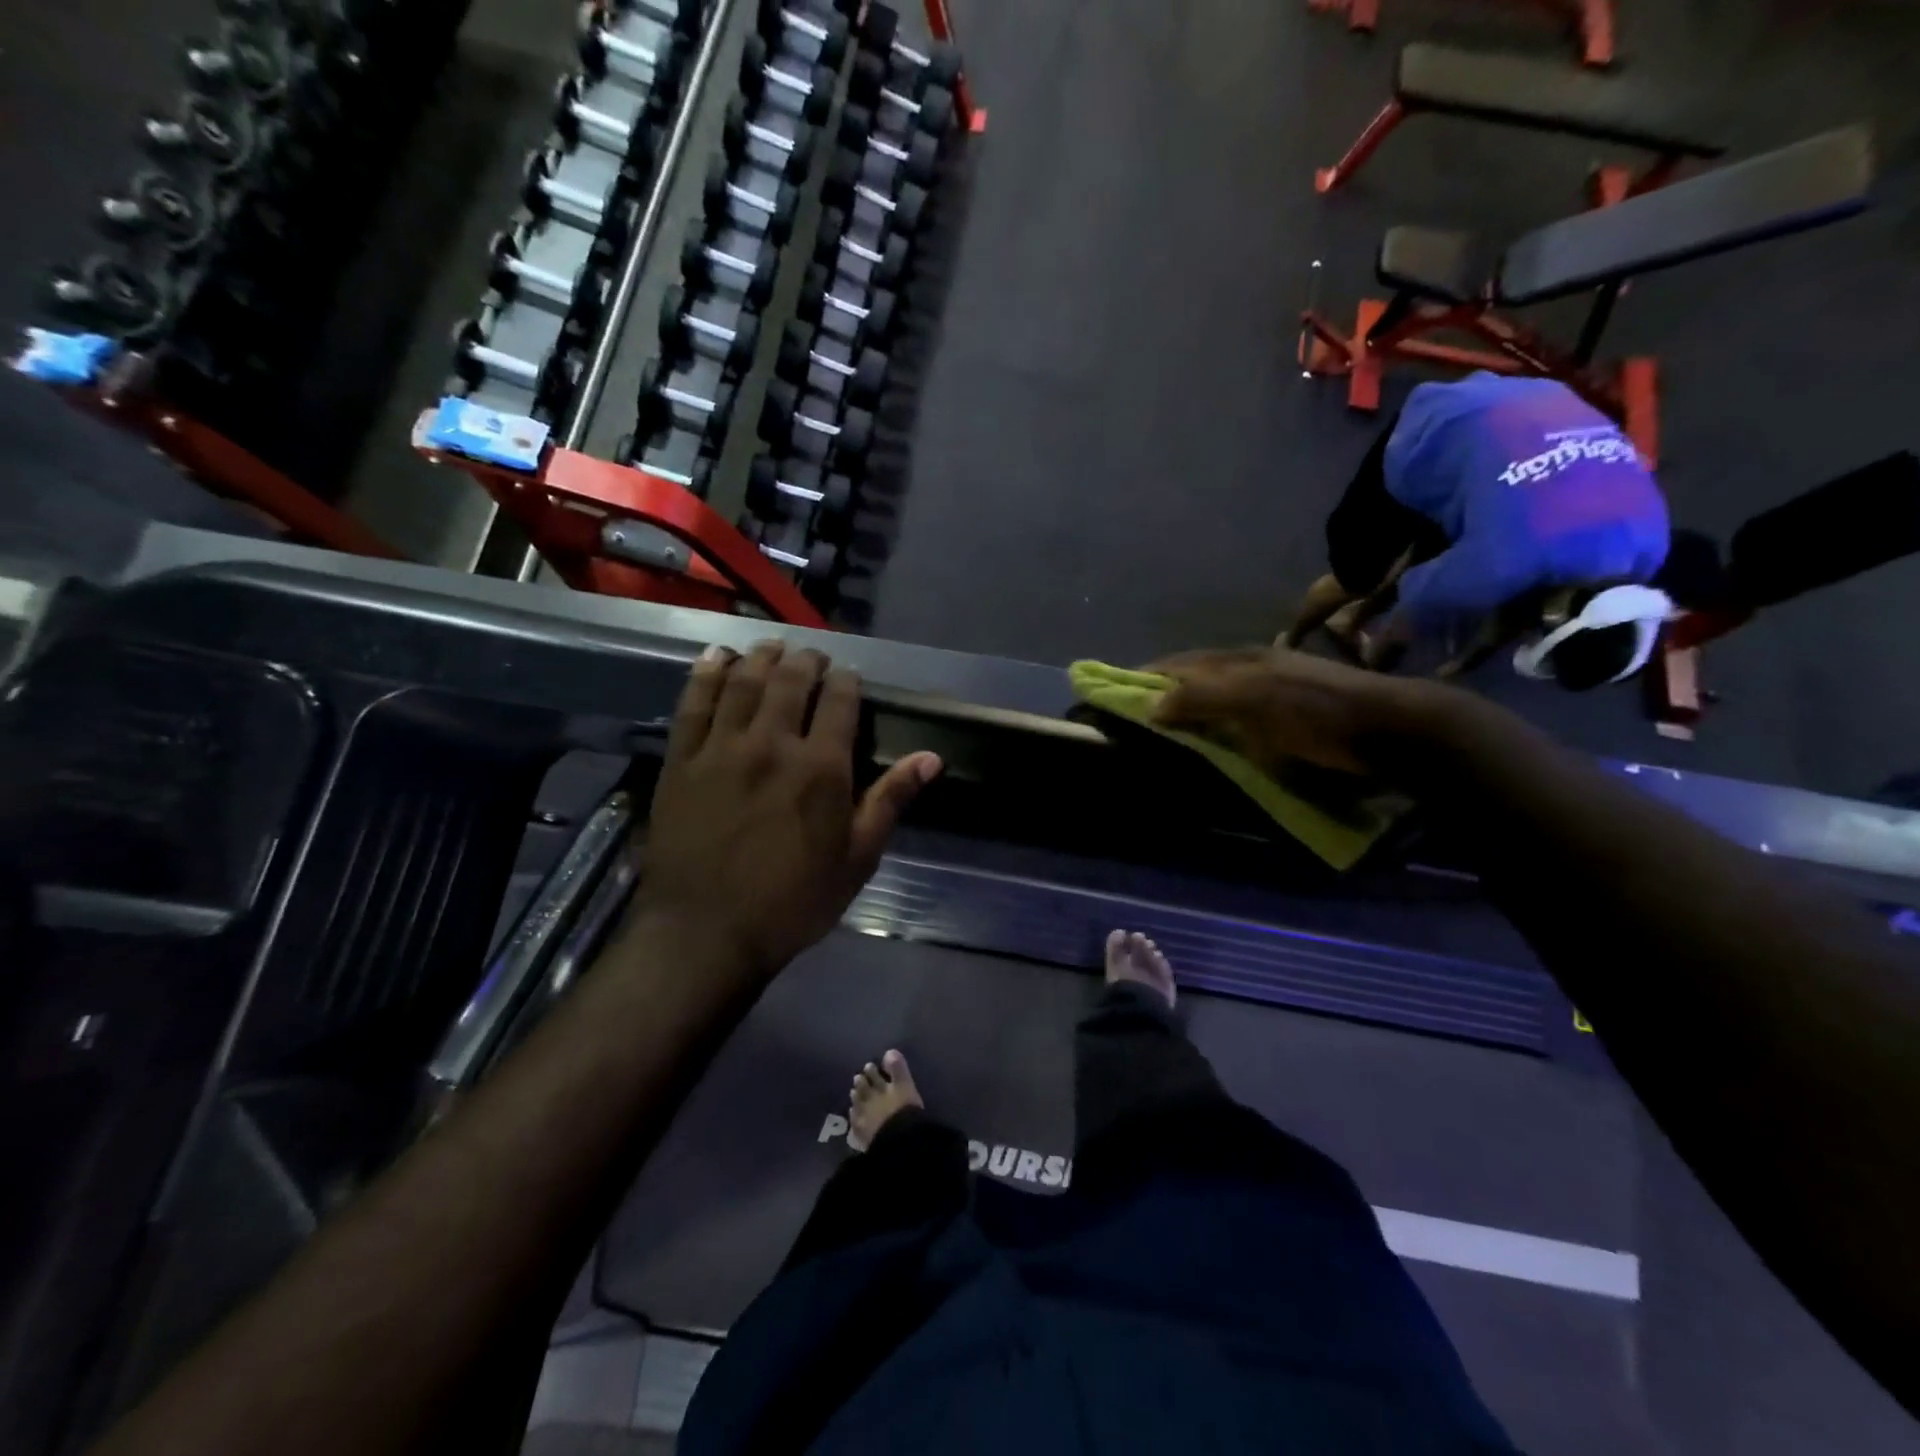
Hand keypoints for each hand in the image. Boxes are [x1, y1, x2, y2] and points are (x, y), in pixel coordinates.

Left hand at [635, 642, 940, 981]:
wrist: (706, 933)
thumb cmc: (792, 902)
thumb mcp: (857, 859)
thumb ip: (890, 800)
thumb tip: (932, 758)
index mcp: (820, 768)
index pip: (838, 701)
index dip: (846, 681)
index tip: (847, 676)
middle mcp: (772, 744)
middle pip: (790, 681)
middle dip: (805, 661)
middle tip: (812, 656)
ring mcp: (721, 748)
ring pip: (743, 682)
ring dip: (761, 657)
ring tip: (772, 646)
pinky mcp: (681, 760)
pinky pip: (693, 704)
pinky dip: (706, 674)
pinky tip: (716, 658)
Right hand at [1148, 646, 1457, 778]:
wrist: (1391, 729)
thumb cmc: (1316, 712)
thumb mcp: (1255, 699)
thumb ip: (1202, 696)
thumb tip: (1149, 705)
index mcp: (1238, 659)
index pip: (1178, 663)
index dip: (1144, 676)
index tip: (1111, 693)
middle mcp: (1250, 669)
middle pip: (1193, 676)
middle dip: (1161, 692)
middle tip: (1131, 718)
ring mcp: (1270, 690)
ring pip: (1214, 695)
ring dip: (1187, 709)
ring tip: (1164, 732)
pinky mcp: (1286, 715)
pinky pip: (1235, 715)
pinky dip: (1213, 724)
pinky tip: (1212, 739)